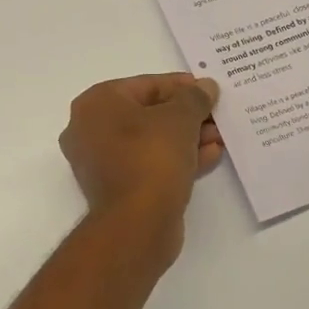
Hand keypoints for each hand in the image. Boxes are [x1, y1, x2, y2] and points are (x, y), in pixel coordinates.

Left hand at [60, 74, 222, 260]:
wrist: (137, 223)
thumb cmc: (152, 157)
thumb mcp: (180, 118)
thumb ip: (194, 97)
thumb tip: (205, 87)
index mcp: (96, 104)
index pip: (145, 85)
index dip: (181, 86)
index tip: (208, 90)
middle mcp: (89, 130)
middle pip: (147, 114)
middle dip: (186, 116)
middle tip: (216, 117)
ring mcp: (100, 162)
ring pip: (150, 141)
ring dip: (186, 138)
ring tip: (219, 137)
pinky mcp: (116, 188)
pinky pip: (149, 164)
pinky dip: (176, 159)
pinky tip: (209, 156)